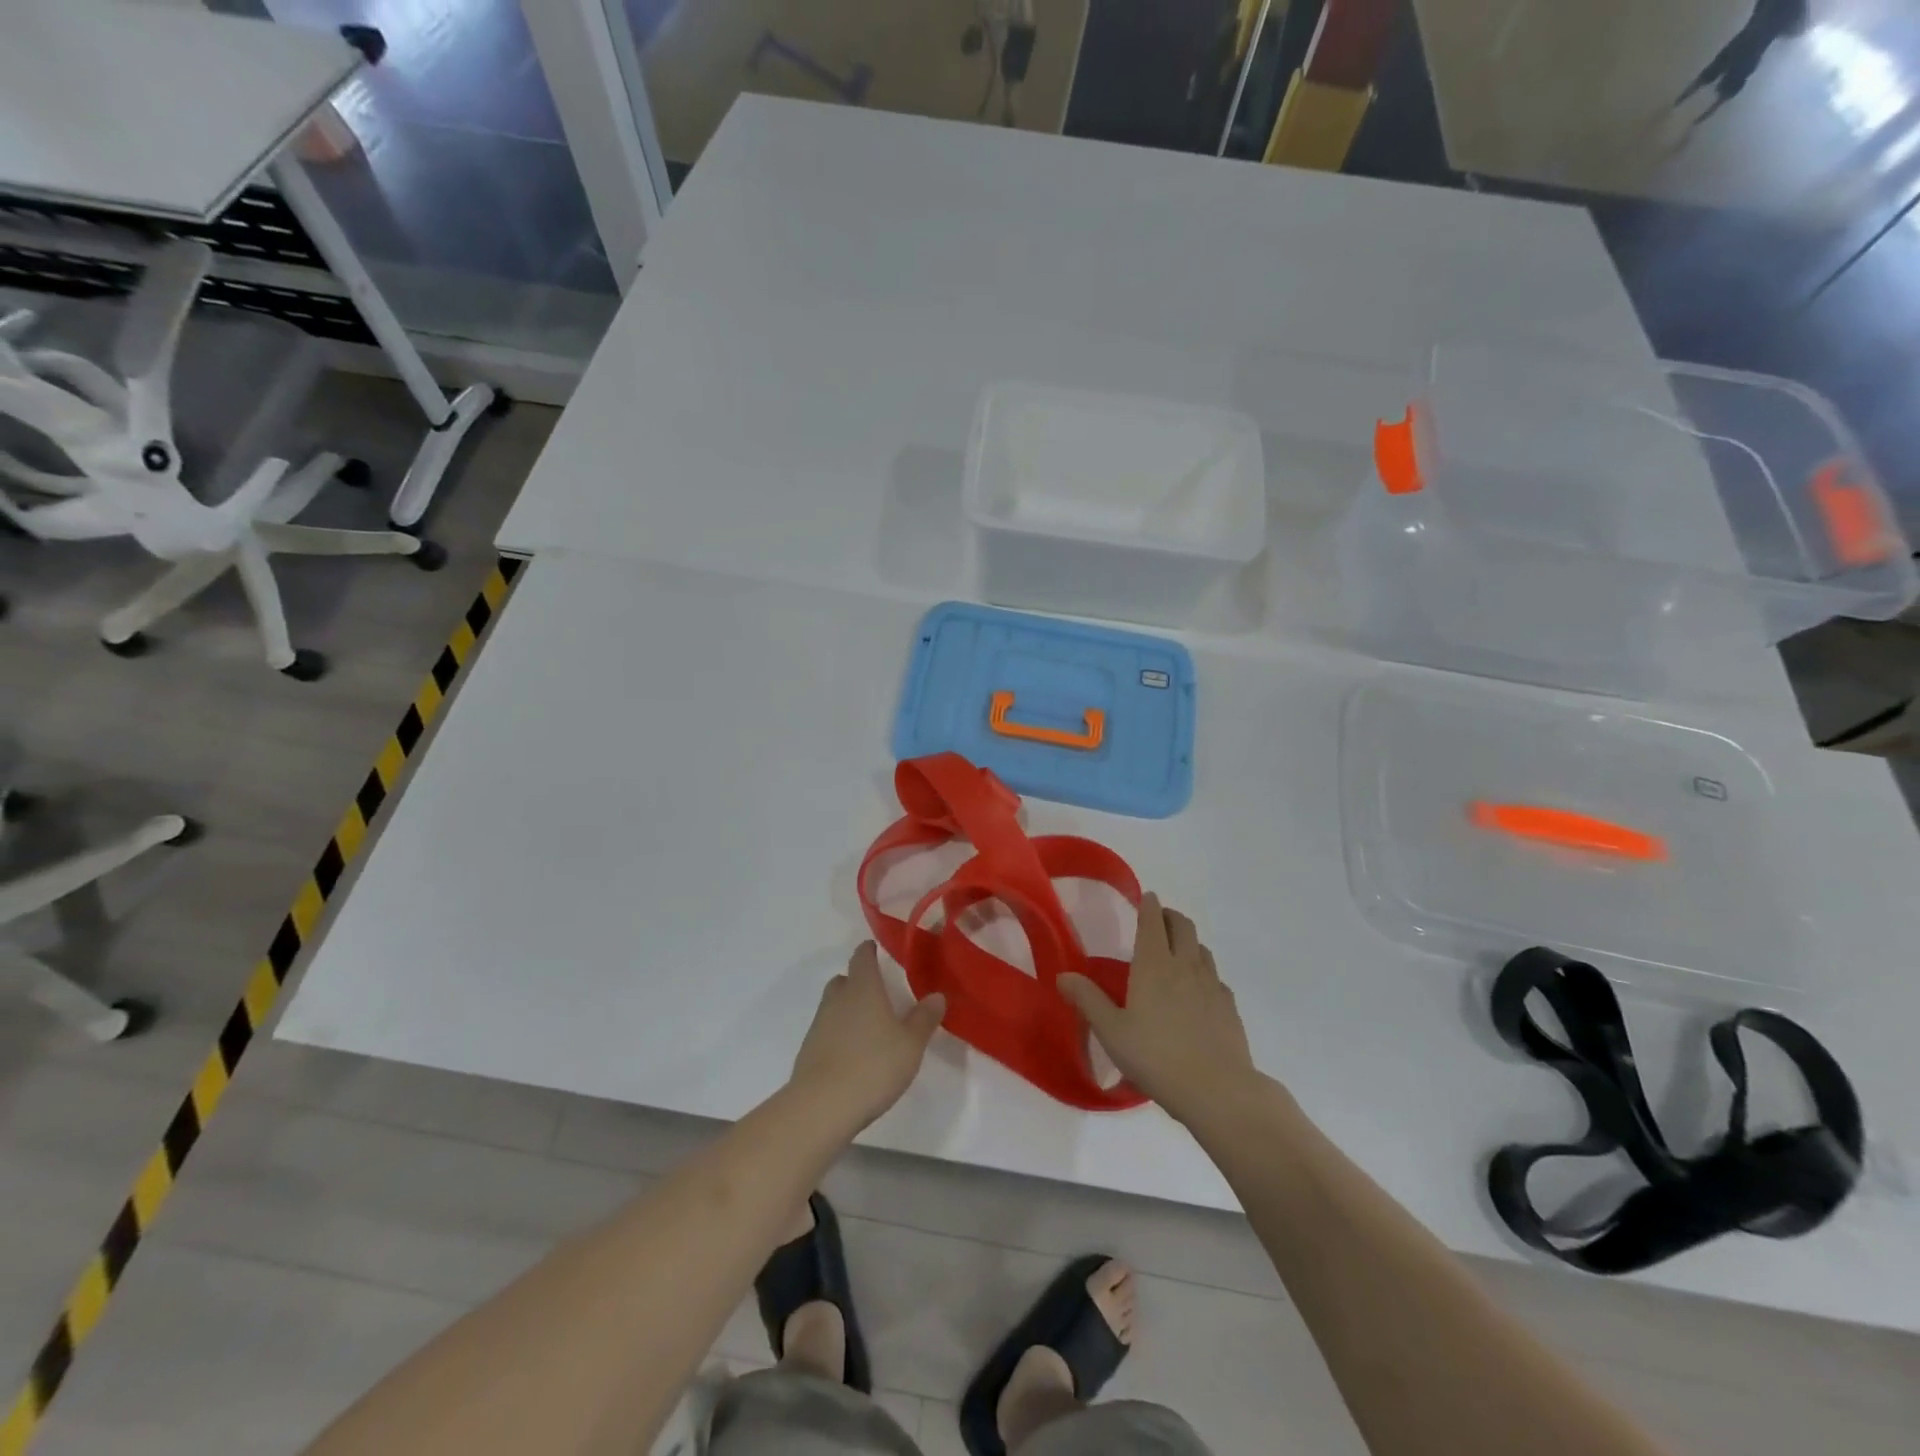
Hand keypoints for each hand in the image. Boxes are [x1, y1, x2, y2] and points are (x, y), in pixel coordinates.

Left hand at [789, 942, 946, 1131]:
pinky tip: (853, 1055)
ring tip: (869, 1028)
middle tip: (879, 994)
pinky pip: (826, 1031)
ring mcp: (819, 1025)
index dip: (870, 951)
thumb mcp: (911, 1044)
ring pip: (833, 1005)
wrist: (821, 1107)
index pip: (862, 956)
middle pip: (844, 979)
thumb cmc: (873, 1066)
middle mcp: (837, 999)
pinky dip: (838, 1034)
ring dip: (848, 1009)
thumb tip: (936, 995)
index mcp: (863, 988)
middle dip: (859, 982)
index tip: (879, 952)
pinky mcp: (808, 1051)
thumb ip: (924, 1018)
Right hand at [1058, 893, 1258, 1126]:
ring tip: (1177, 952)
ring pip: (1202, 949)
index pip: (1152, 921)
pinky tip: (1199, 991)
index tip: (1146, 897)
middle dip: (1170, 916)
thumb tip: (1063, 975)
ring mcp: (1212, 985)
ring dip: (1188, 941)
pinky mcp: (1229, 1007)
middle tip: (1158, 919)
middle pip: (1183, 926)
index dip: (1149, 905)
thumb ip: (1087, 1000)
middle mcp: (1185, 966)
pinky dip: (1204, 972)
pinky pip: (1216, 977)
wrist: (1217, 1090)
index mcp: (1154, 964)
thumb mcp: (1111, 1031)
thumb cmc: (1155, 1056)